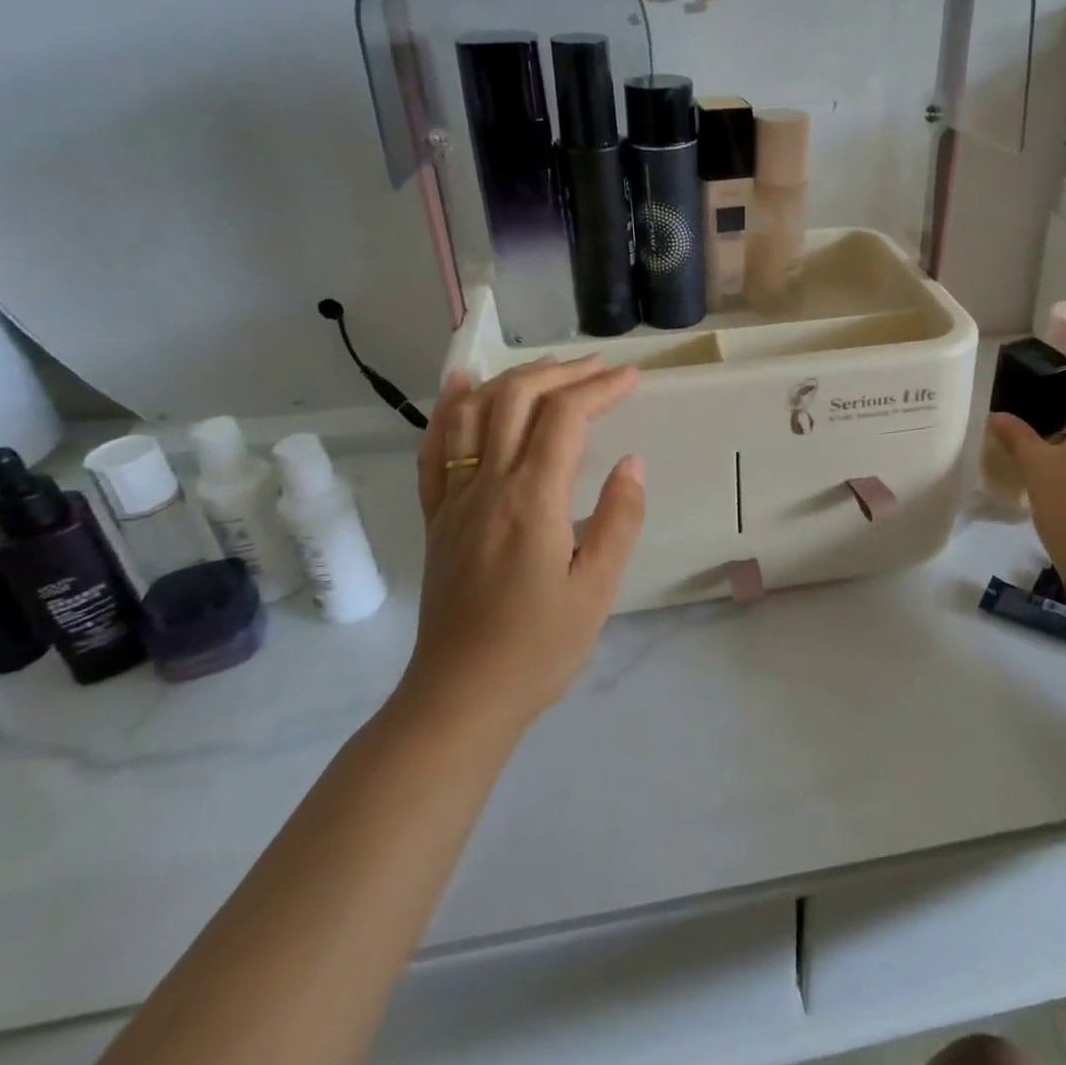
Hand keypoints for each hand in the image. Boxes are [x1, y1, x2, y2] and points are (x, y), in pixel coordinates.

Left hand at [404, 355, 644, 729]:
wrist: (460, 697)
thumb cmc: (538, 647)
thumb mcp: (597, 589)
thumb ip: (619, 519)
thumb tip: (632, 462)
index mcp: (531, 499)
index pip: (565, 418)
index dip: (599, 388)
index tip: (632, 378)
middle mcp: (487, 485)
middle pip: (517, 400)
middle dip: (562, 373)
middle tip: (600, 367)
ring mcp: (454, 498)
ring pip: (474, 413)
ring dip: (512, 379)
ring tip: (548, 367)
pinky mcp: (436, 518)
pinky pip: (433, 450)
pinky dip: (448, 409)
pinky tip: (461, 387)